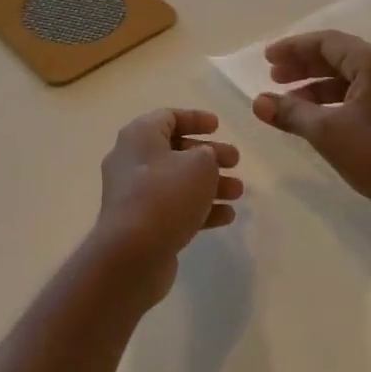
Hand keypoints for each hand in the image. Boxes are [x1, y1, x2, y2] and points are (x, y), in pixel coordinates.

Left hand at [88, 109, 242, 306]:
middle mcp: (132, 161)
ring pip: (177, 181)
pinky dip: (199, 209)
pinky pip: (174, 208)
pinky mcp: (141, 224)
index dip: (195, 119)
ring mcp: (134, 194)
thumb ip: (207, 155)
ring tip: (238, 192)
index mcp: (139, 136)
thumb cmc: (166, 196)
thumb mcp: (198, 165)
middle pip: (175, 150)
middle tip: (236, 161)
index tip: (219, 126)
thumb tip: (204, 160)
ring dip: (210, 184)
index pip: (168, 117)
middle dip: (209, 155)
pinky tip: (227, 217)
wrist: (132, 254)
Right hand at [253, 31, 370, 237]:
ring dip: (316, 86)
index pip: (328, 42)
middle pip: (339, 57)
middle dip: (303, 66)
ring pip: (350, 79)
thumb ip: (291, 113)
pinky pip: (360, 98)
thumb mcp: (327, 133)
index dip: (294, 48)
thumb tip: (258, 102)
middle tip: (273, 77)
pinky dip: (334, 103)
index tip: (267, 59)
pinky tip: (316, 120)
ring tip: (288, 101)